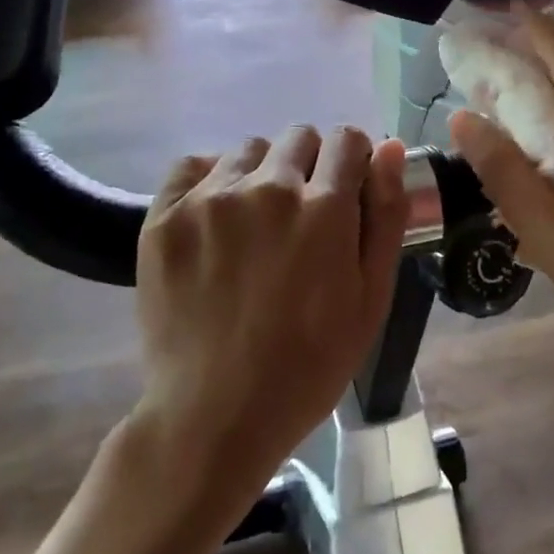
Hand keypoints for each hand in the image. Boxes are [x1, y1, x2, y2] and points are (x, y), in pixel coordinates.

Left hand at [132, 126, 408, 501]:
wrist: (215, 415)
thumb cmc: (309, 365)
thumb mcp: (371, 299)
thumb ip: (386, 216)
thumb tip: (390, 148)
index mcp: (324, 208)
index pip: (347, 140)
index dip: (354, 162)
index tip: (346, 192)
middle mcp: (267, 187)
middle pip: (300, 137)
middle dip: (311, 167)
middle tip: (301, 219)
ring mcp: (210, 199)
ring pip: (249, 150)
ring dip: (261, 173)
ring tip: (253, 225)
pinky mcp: (163, 216)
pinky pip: (192, 165)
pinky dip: (209, 180)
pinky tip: (214, 221)